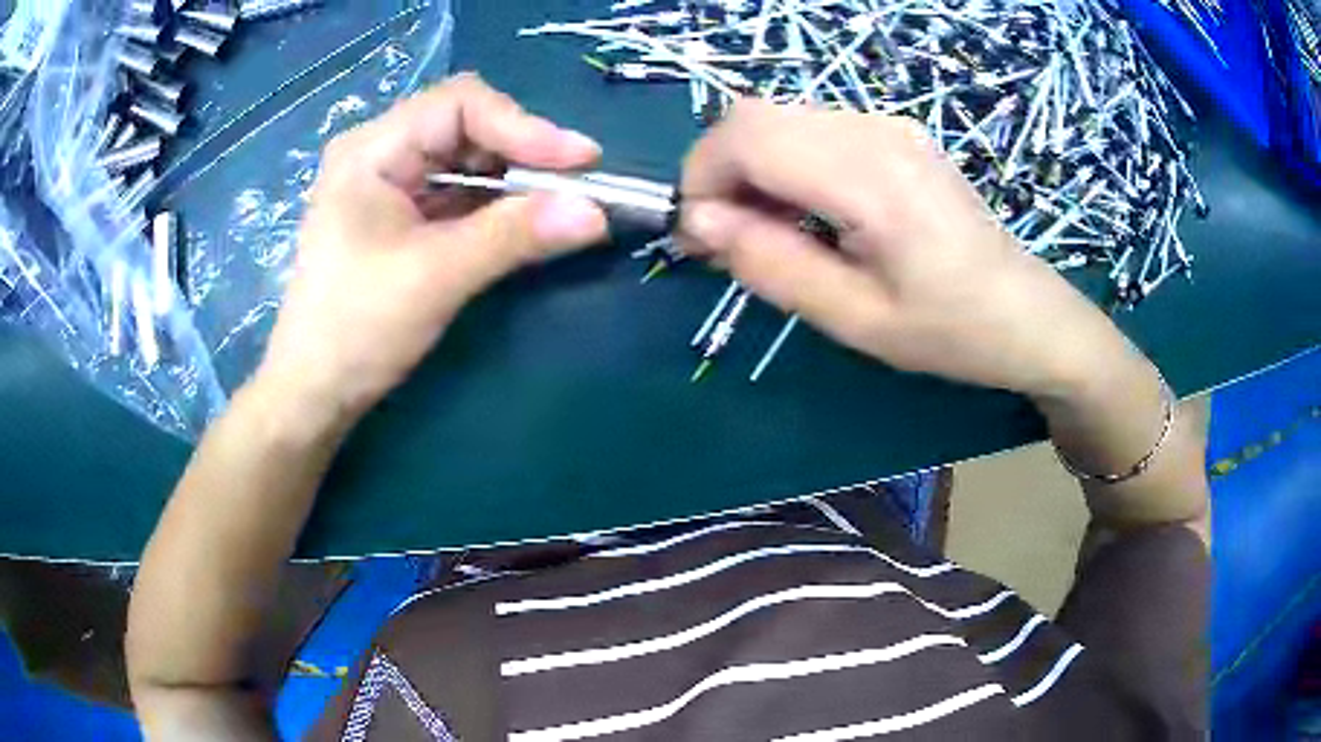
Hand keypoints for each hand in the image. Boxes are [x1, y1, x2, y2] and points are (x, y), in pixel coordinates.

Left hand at [256, 74, 607, 425]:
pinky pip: (458, 193)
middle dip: (523, 151)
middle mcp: (379, 152)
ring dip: (515, 179)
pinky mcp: (400, 216)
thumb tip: (597, 213)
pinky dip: (495, 204)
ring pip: (466, 159)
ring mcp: (388, 184)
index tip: (581, 162)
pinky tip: (524, 221)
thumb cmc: (356, 329)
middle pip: (466, 125)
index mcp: (371, 149)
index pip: (459, 104)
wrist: (315, 393)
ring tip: (560, 204)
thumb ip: (514, 236)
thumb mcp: (436, 277)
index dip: (524, 125)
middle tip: (576, 185)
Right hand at [679, 99, 1142, 400]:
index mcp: (871, 175)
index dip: (701, 179)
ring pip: (777, 119)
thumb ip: (772, 265)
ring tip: (770, 233)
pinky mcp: (891, 132)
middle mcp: (874, 129)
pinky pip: (809, 129)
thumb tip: (699, 223)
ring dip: (749, 169)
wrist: (1027, 314)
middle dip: (719, 172)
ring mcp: (886, 123)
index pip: (746, 136)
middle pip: (752, 115)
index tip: (700, 240)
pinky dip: (783, 164)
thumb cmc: (951, 331)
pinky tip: (807, 214)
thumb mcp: (856, 319)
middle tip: (728, 239)